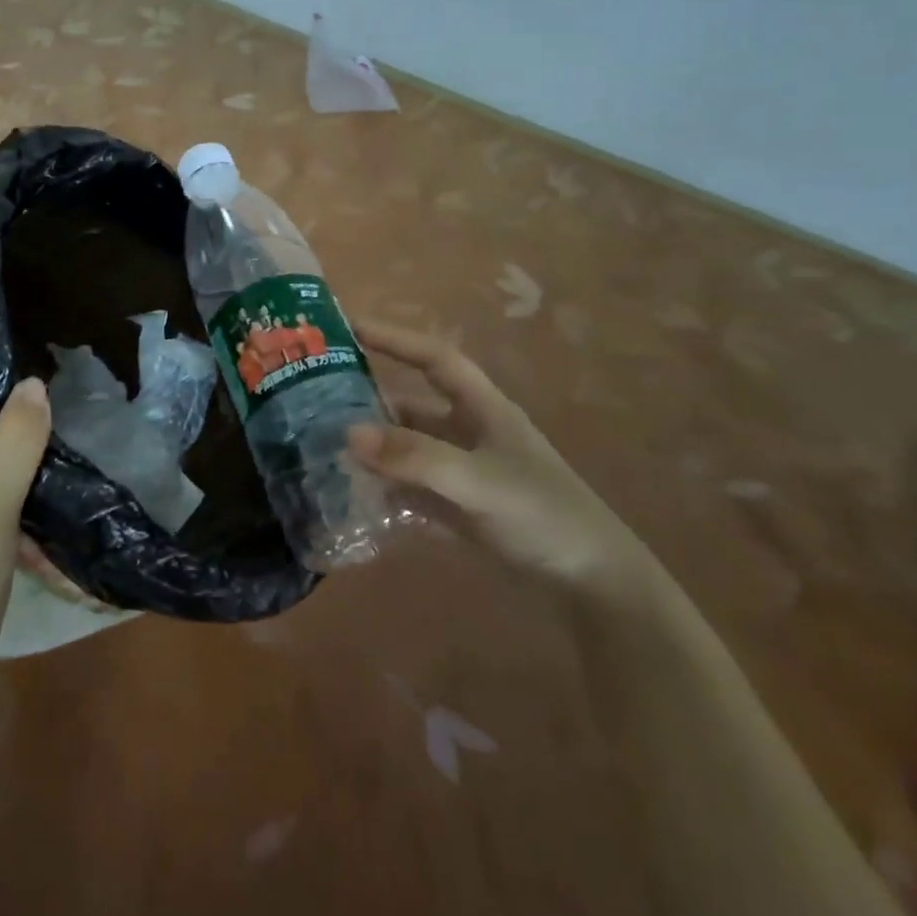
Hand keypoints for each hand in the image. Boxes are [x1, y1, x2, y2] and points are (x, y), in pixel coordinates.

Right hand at [349, 321, 652, 594]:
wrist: (595, 588)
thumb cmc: (542, 516)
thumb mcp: (477, 480)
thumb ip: (414, 457)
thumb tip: (348, 434)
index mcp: (484, 409)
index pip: (434, 359)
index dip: (395, 338)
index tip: (349, 327)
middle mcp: (473, 433)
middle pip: (415, 404)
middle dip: (372, 399)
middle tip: (320, 399)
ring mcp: (468, 473)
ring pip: (411, 448)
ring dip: (377, 448)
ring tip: (328, 448)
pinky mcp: (465, 510)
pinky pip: (415, 488)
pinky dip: (389, 488)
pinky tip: (358, 495)